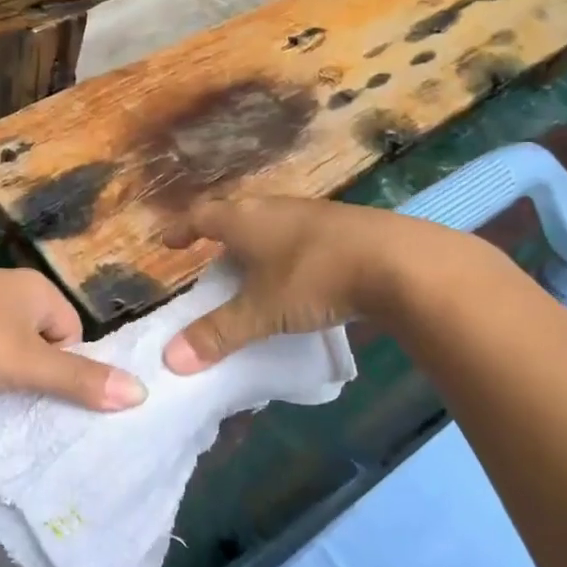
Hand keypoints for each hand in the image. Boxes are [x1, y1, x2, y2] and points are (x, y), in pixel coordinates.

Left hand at [0, 268, 145, 410]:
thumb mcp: (28, 364)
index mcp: (38, 290)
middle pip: (41, 340)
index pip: (74, 333)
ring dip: (1, 372)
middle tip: (18, 399)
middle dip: (33, 372)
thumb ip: (80, 381)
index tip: (42, 390)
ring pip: (6, 345)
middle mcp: (9, 288)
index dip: (65, 367)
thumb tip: (141, 392)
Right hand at [161, 198, 420, 373]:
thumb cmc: (313, 277)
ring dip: (258, 246)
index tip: (169, 241)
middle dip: (222, 238)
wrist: (397, 262)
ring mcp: (312, 214)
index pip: (202, 217)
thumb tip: (171, 359)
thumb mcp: (262, 310)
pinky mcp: (344, 227)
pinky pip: (301, 237)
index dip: (183, 229)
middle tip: (213, 261)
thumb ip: (218, 333)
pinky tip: (301, 277)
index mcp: (246, 220)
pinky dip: (289, 255)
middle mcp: (274, 208)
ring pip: (272, 226)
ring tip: (254, 272)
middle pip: (238, 217)